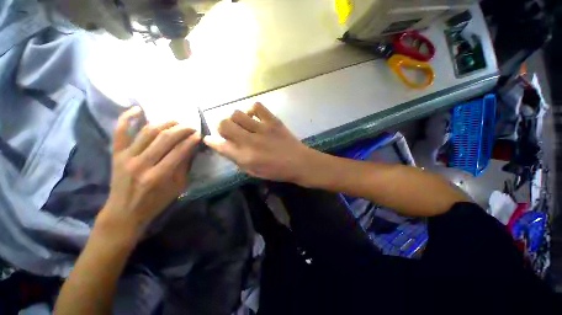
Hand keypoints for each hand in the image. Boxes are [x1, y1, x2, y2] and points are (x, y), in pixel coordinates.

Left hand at [98, 106, 200, 238]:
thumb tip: (192, 148)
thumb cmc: (155, 201)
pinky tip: (138, 110)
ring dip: (164, 123)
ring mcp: (126, 157)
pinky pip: (119, 132)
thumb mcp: (177, 187)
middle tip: (191, 127)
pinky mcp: (116, 154)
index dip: (191, 140)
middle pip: (164, 138)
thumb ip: (184, 166)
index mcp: (159, 176)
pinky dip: (126, 118)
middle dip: (181, 129)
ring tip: (176, 121)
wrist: (124, 211)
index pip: (179, 151)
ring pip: (147, 132)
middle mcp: (141, 164)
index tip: (199, 134)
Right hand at [204, 102, 316, 183]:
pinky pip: (257, 106)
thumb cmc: (276, 171)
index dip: (211, 140)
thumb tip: (221, 145)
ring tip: (243, 124)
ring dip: (236, 119)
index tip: (209, 138)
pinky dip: (252, 110)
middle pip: (224, 124)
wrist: (299, 162)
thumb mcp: (253, 171)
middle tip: (229, 131)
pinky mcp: (273, 121)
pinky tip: (254, 117)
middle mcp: (250, 141)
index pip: (220, 144)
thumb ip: (236, 158)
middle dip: (222, 127)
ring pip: (237, 113)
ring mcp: (262, 129)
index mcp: (245, 157)